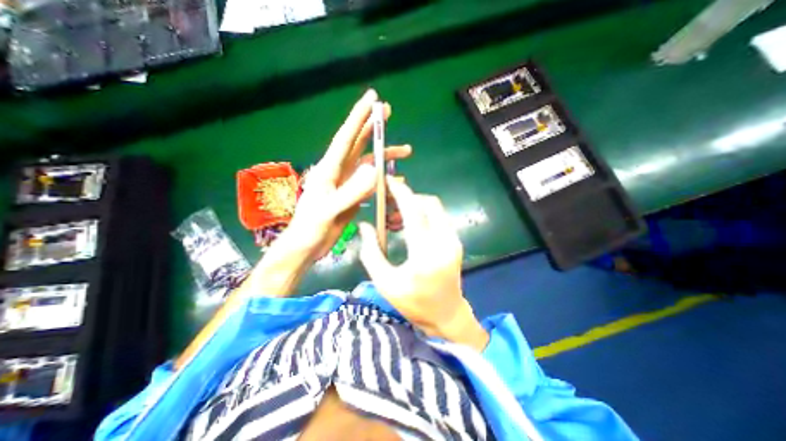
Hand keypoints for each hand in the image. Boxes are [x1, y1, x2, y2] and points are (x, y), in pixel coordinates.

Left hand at [287, 90, 413, 260]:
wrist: (307, 246)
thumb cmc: (311, 228)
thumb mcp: (329, 211)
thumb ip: (351, 192)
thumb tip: (375, 171)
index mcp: (329, 169)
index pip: (346, 137)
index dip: (359, 117)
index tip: (372, 98)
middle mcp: (338, 171)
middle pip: (358, 143)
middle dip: (372, 127)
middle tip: (388, 112)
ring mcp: (346, 183)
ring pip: (368, 162)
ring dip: (385, 155)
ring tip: (405, 151)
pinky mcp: (352, 195)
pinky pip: (370, 181)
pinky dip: (383, 177)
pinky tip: (394, 178)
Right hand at [359, 179, 488, 350]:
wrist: (446, 315)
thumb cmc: (414, 303)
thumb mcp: (385, 282)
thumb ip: (371, 252)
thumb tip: (365, 226)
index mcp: (425, 254)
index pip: (414, 212)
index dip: (401, 193)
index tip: (389, 182)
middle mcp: (444, 242)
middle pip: (429, 203)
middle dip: (408, 197)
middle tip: (389, 205)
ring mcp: (453, 241)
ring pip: (435, 209)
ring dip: (415, 206)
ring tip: (396, 219)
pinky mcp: (455, 242)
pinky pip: (439, 218)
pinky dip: (423, 215)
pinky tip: (410, 227)